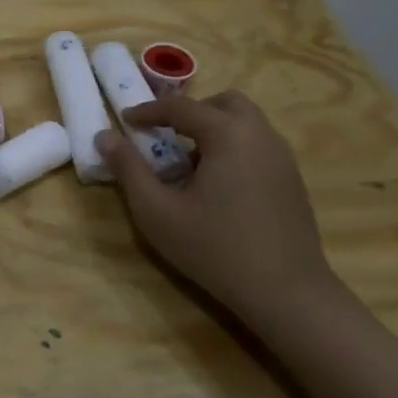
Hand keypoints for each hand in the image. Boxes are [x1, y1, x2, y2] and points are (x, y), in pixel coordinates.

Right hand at [96, 90, 337, 326]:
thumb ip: (128, 169)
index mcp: (228, 134)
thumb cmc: (215, 249)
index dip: (148, 111)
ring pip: (245, 123)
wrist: (288, 294)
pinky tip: (218, 187)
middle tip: (166, 136)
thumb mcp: (157, 212)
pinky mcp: (293, 181)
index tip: (125, 120)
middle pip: (224, 103)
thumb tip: (104, 136)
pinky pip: (258, 146)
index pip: (181, 107)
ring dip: (214, 130)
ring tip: (190, 165)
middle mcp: (260, 135)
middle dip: (191, 112)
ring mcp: (282, 158)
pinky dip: (234, 149)